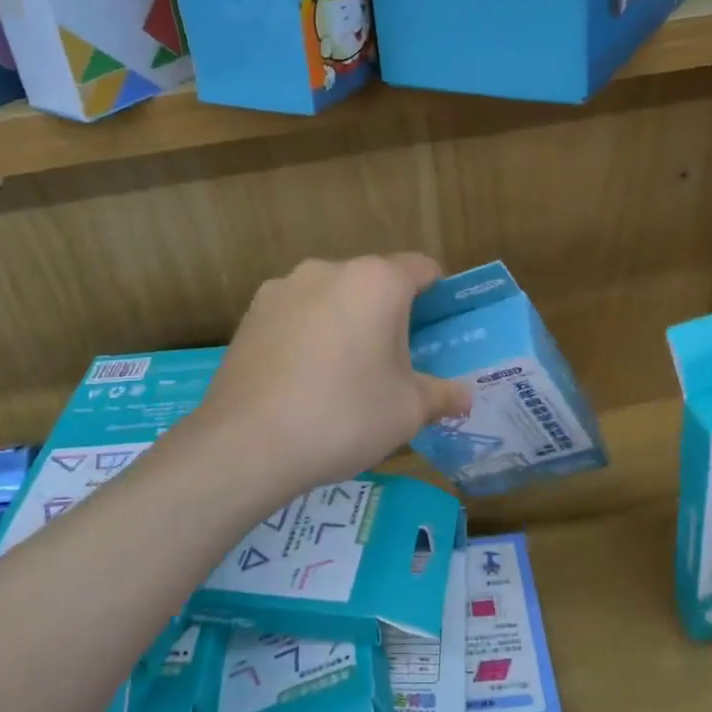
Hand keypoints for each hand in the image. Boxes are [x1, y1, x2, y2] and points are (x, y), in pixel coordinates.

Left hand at [186, 254, 472, 498]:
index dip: (438, 294)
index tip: (438, 329)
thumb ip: (443, 396)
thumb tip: (464, 397)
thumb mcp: (408, 411)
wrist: (247, 443)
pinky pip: (296, 314)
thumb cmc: (344, 416)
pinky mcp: (251, 313)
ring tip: (343, 374)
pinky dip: (309, 333)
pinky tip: (302, 378)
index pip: (422, 268)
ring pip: (332, 296)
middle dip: (389, 313)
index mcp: (376, 281)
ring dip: (346, 321)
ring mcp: (283, 288)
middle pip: (374, 281)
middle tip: (395, 362)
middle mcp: (328, 269)